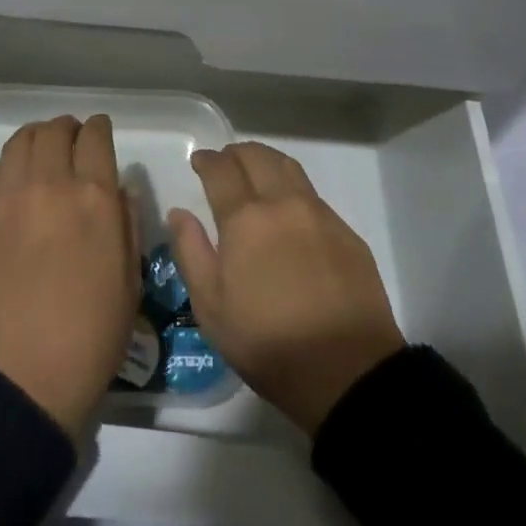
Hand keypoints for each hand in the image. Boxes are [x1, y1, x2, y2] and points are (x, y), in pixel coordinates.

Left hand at [0, 114, 138, 435]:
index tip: (100, 130)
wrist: (21, 377)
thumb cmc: (90, 336)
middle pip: (54, 131)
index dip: (100, 128)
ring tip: (43, 151)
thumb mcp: (129, 281)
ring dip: (37, 138)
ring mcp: (8, 198)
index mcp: (93, 198)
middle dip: (67, 128)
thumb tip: (120, 188)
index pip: (95, 138)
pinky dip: (11, 164)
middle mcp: (49, 184)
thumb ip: (127, 222)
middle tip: (72, 139)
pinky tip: (16, 181)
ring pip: (20, 141)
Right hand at [169, 143, 405, 436]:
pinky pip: (313, 195)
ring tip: (255, 173)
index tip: (199, 161)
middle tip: (224, 163)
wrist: (347, 371)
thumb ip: (190, 252)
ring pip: (288, 168)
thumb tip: (179, 213)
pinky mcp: (346, 233)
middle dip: (235, 153)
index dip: (207, 160)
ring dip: (266, 161)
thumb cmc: (267, 342)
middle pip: (257, 157)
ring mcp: (319, 215)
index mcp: (245, 218)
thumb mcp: (211, 307)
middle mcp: (283, 204)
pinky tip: (289, 211)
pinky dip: (292, 188)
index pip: (221, 169)